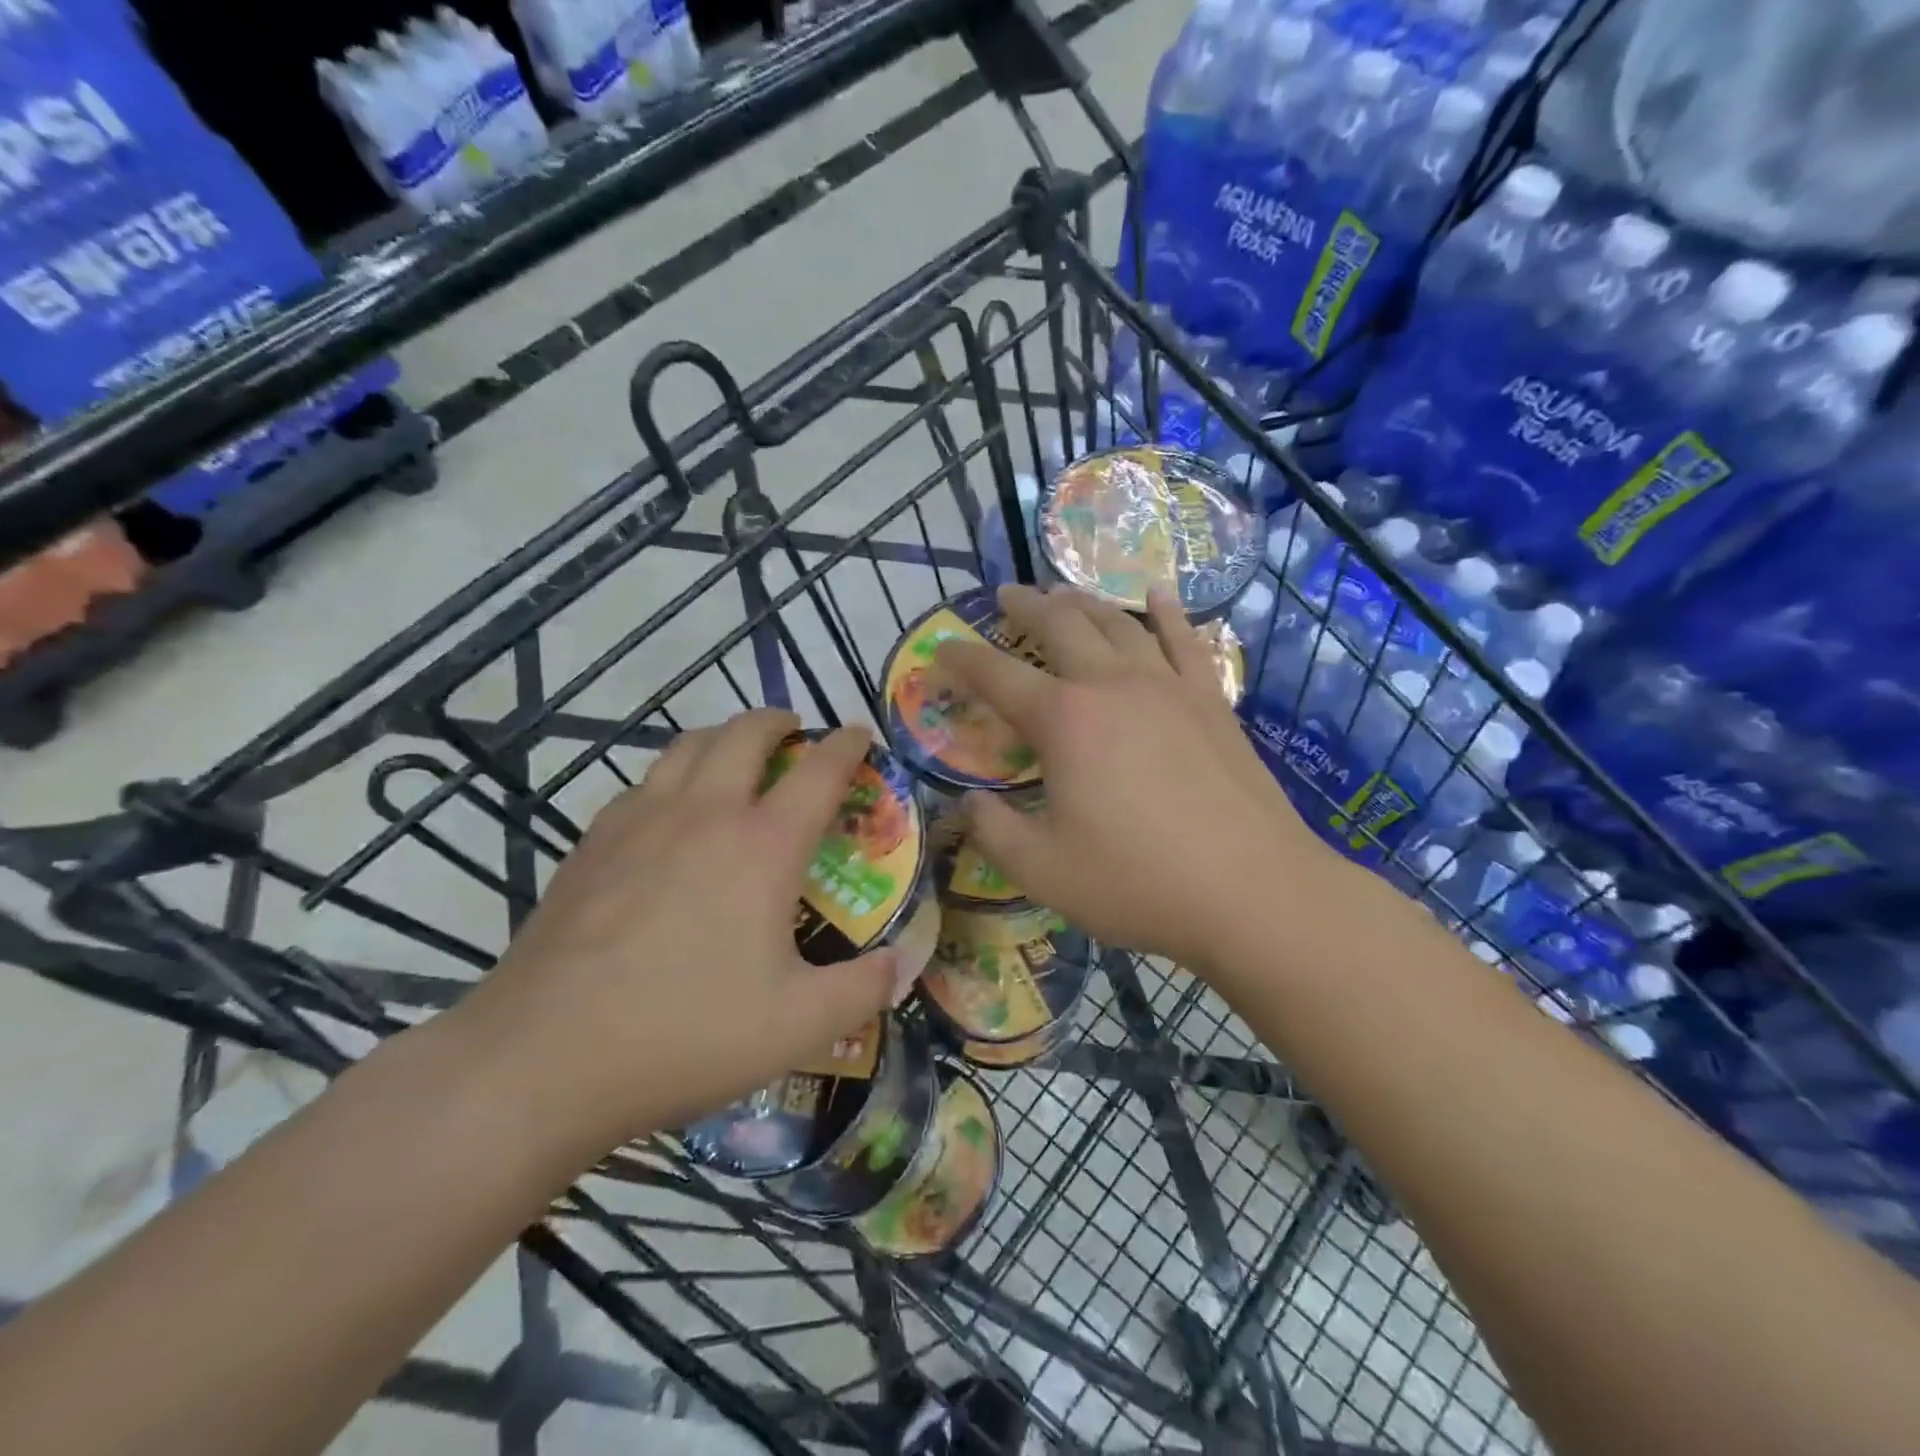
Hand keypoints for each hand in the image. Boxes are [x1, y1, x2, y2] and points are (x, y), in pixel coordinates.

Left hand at [452, 711, 900, 1155]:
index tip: (860, 733)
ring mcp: (638, 822)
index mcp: (761, 846)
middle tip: (794, 731)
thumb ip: (863, 990)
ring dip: (721, 738)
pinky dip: (671, 777)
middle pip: (744, 734)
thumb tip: (904, 966)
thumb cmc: (686, 1034)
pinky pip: (642, 785)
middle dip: (777, 721)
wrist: (543, 1058)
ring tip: (734, 755)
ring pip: (685, 747)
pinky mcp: (590, 845)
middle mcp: (703, 814)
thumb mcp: (797, 1026)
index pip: (818, 771)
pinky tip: (668, 812)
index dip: (846, 745)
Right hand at [935, 584, 1339, 972]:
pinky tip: (1158, 595)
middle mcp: (1112, 685)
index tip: (940, 648)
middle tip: (1006, 595)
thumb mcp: (1042, 870)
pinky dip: (1167, 613)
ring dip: (1084, 602)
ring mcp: (1168, 686)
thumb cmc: (1137, 883)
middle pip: (1061, 626)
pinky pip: (1185, 641)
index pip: (996, 676)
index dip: (961, 659)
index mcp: (1064, 721)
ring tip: (1063, 592)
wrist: (1253, 892)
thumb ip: (993, 831)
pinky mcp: (1211, 701)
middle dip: (1026, 606)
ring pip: (1118, 623)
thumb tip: (966, 803)